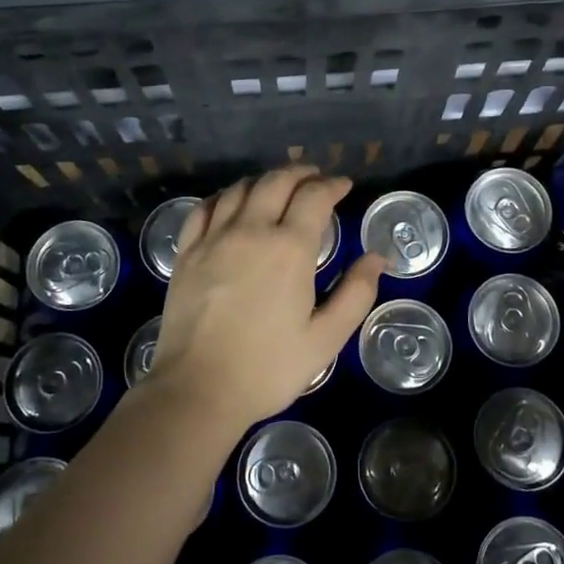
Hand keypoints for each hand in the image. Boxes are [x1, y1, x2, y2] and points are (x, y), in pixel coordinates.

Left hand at [147, 165, 383, 432]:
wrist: (197, 390)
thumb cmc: (268, 368)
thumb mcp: (326, 339)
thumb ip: (355, 294)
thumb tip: (376, 257)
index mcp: (289, 249)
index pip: (314, 197)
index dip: (332, 185)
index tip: (344, 185)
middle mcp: (250, 231)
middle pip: (276, 182)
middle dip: (300, 173)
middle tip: (315, 177)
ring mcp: (213, 239)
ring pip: (240, 189)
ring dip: (264, 179)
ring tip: (278, 185)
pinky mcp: (187, 253)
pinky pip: (205, 207)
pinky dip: (225, 195)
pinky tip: (232, 201)